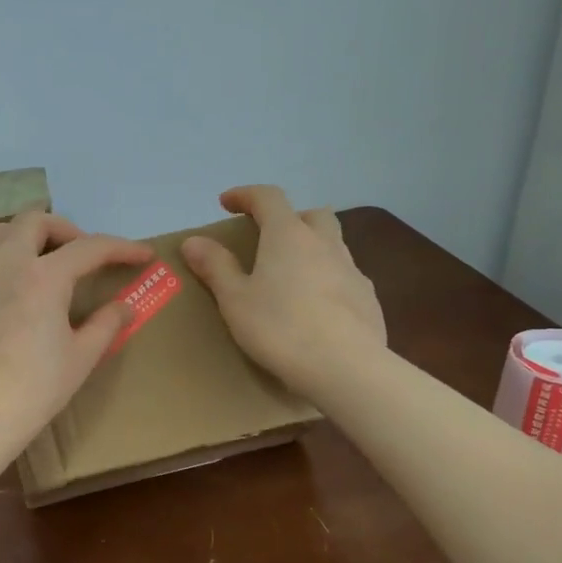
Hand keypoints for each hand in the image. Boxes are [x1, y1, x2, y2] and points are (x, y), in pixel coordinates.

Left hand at [0, 211, 152, 457]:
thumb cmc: (34, 390)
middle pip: (36, 221)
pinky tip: (10, 288)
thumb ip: (106, 324)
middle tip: (82, 255)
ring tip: (42, 262)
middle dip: (67, 230)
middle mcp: (5, 263)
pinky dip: (1, 258)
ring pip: (1, 232)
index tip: (143, 255)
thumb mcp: (81, 358)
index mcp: (43, 277)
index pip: (89, 248)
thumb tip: (125, 306)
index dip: (121, 248)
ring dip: (27, 236)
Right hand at [181, 185, 386, 401]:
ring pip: (332, 243)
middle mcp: (324, 243)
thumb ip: (215, 267)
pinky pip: (344, 275)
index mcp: (288, 236)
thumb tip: (193, 240)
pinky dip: (327, 278)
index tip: (227, 202)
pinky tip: (315, 306)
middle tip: (268, 238)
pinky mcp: (368, 298)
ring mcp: (352, 269)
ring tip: (291, 275)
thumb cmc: (280, 329)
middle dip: (288, 218)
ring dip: (311, 247)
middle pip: (310, 214)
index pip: (268, 197)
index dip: (245, 195)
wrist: (345, 367)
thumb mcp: (235, 300)